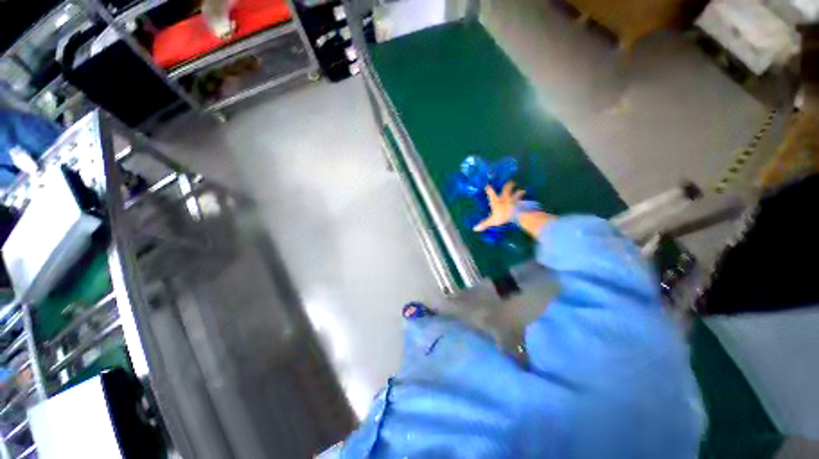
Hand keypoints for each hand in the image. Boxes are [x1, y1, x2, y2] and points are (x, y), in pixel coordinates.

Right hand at [473, 181, 525, 231]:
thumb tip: (475, 229)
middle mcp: (505, 197)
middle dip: (509, 185)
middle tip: (511, 182)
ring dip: (519, 193)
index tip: (487, 186)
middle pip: (507, 189)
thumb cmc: (503, 216)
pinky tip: (528, 201)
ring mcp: (514, 199)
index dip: (488, 189)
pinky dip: (525, 201)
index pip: (491, 192)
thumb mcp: (492, 221)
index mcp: (497, 200)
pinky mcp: (522, 203)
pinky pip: (524, 201)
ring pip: (517, 194)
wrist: (517, 214)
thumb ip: (484, 224)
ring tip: (523, 191)